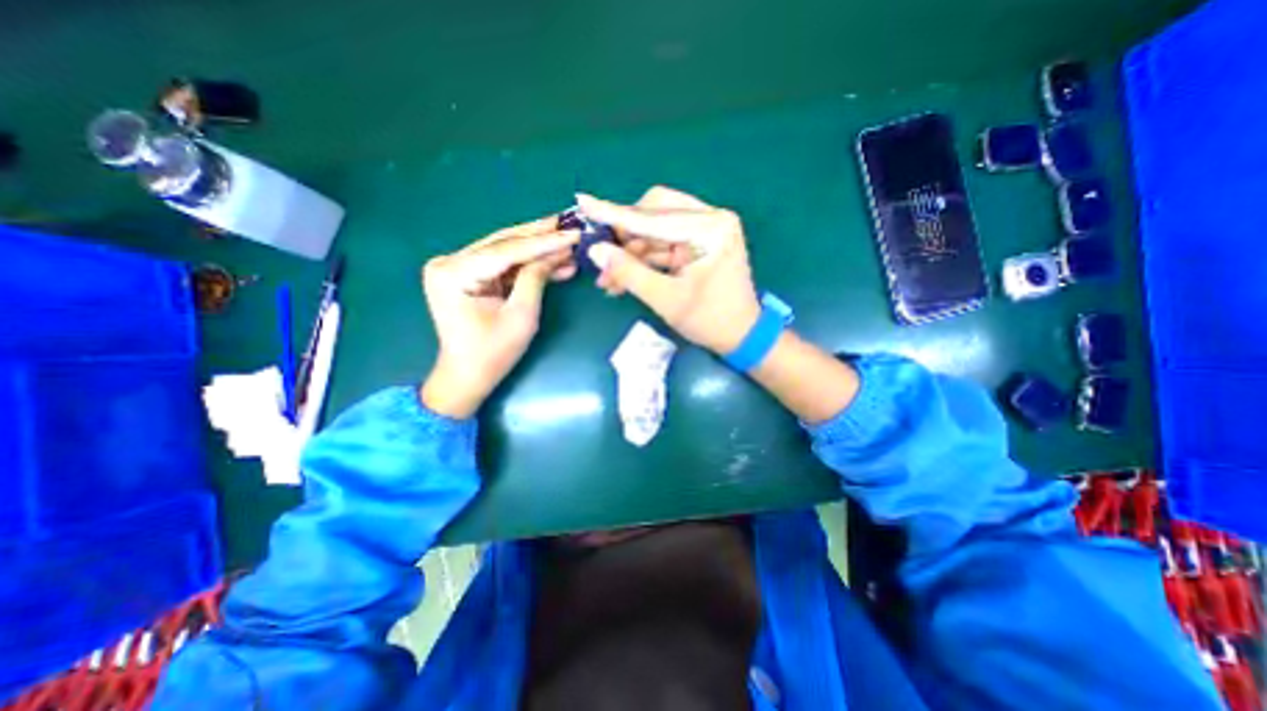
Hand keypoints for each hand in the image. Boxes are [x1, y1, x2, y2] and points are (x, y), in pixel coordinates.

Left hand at [419, 215, 576, 417]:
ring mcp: (455, 267)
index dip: (545, 242)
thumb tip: (557, 253)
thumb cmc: (493, 353)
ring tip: (568, 243)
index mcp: (454, 273)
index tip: (574, 233)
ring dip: (538, 249)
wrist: (468, 375)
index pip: (507, 250)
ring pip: (505, 250)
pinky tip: (553, 261)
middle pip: (504, 243)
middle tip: (571, 224)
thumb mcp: (521, 316)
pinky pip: (502, 264)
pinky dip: (527, 263)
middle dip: (541, 236)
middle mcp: (449, 262)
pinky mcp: (466, 274)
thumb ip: (535, 278)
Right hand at [577, 187, 762, 355]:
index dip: (614, 214)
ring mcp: (705, 229)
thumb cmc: (709, 320)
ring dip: (630, 252)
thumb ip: (629, 273)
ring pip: (655, 230)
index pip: (652, 217)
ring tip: (607, 279)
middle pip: (654, 213)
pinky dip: (643, 259)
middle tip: (602, 258)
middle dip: (625, 236)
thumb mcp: (666, 300)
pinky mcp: (699, 242)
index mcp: (709, 228)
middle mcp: (710, 219)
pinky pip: (663, 243)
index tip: (583, 201)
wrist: (742, 336)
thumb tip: (596, 250)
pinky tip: (622, 278)